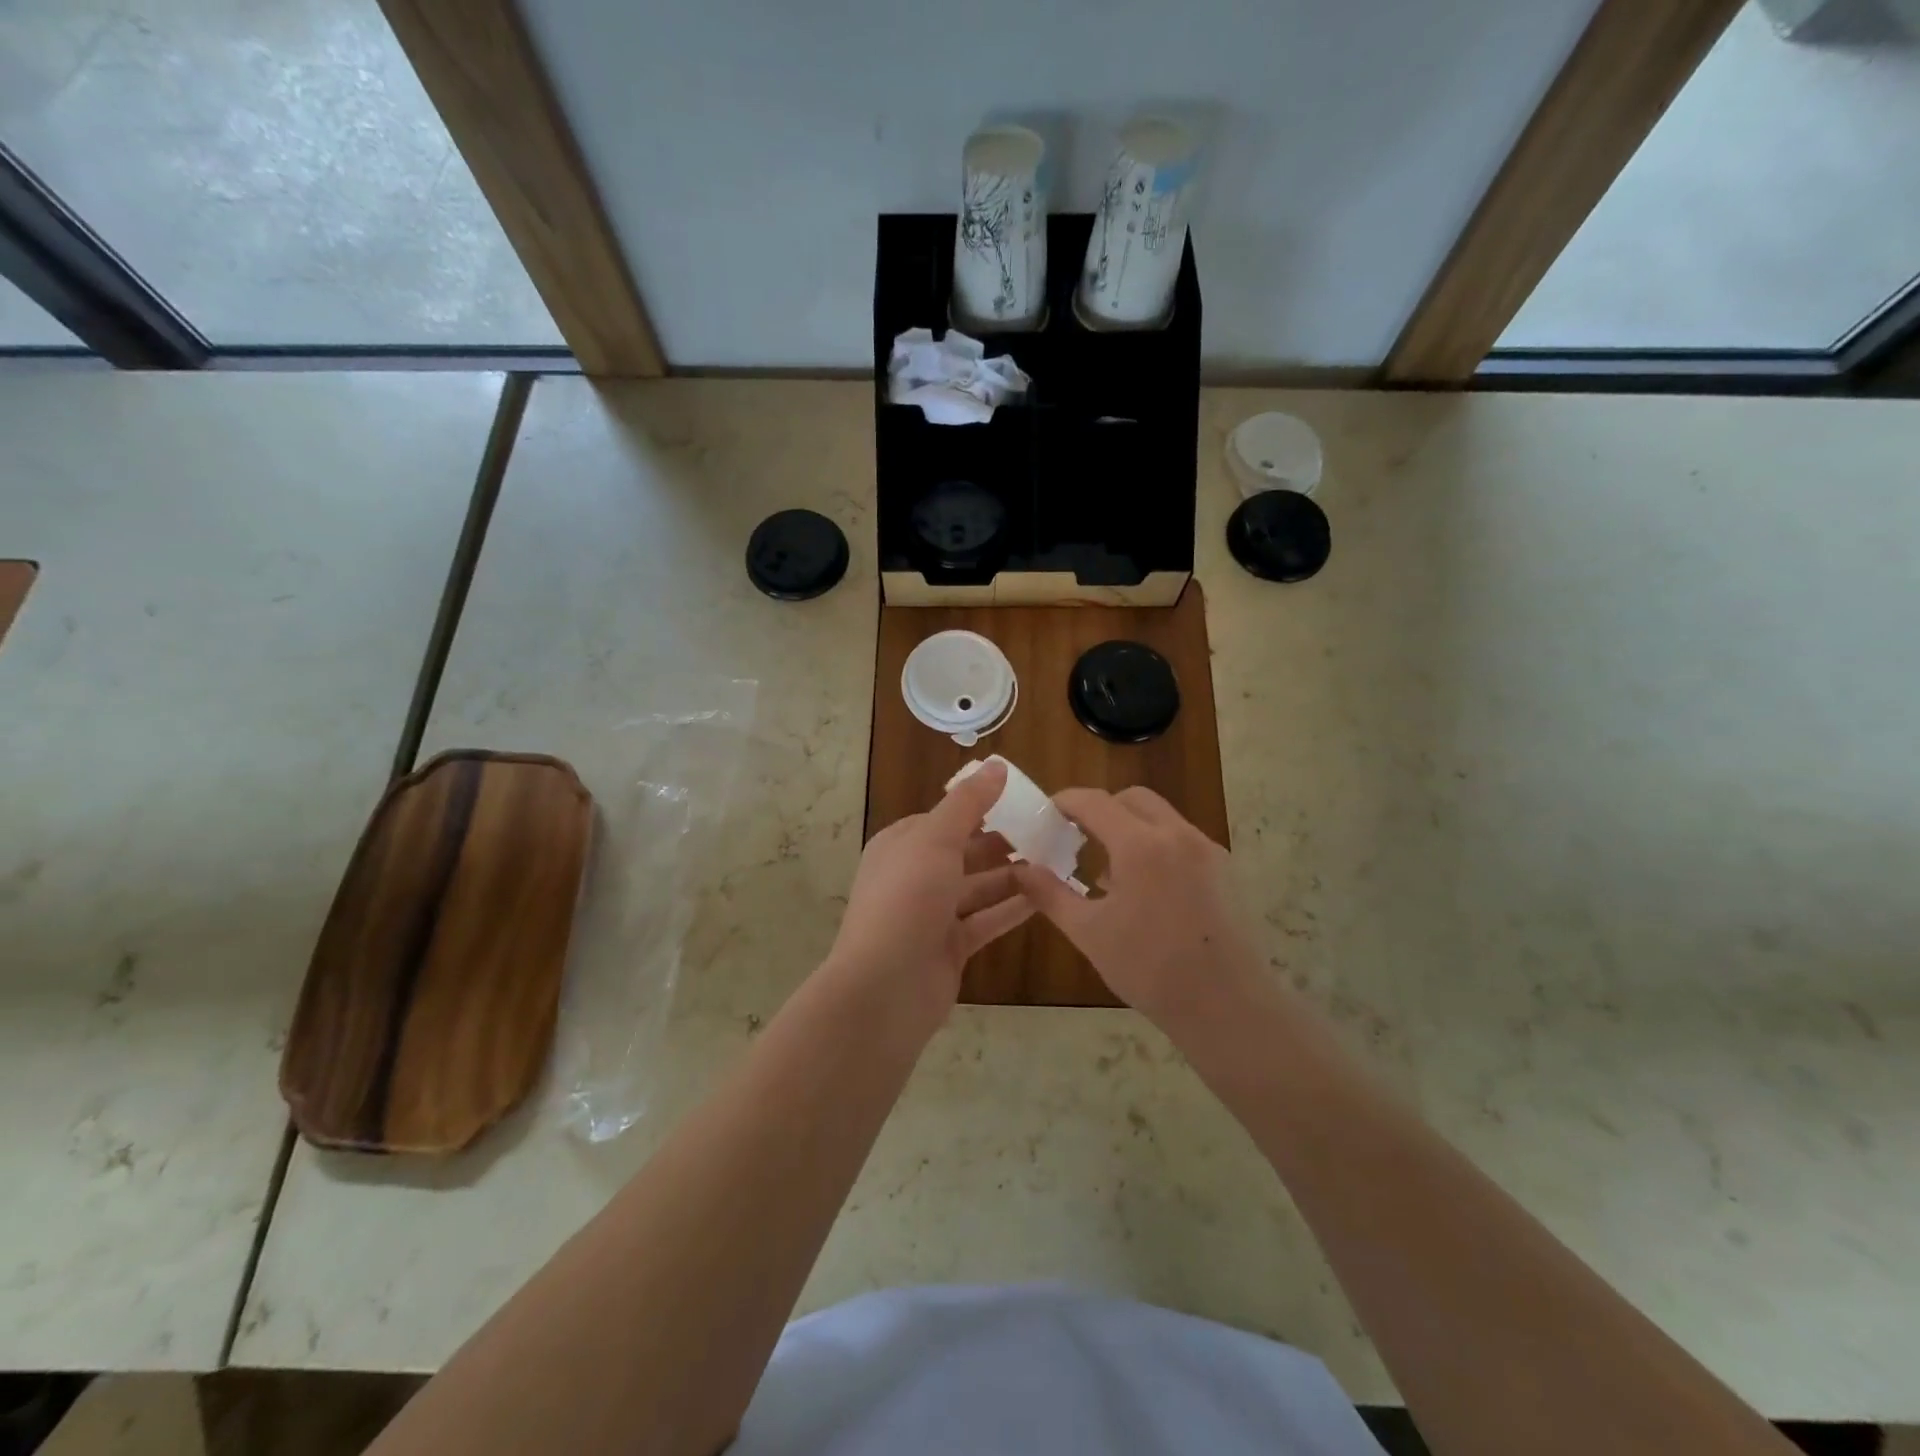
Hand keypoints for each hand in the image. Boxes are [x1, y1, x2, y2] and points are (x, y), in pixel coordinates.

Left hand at [824, 760, 1033, 1034]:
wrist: (885, 988)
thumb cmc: (906, 899)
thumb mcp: (936, 839)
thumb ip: (968, 802)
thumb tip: (997, 765)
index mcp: (902, 844)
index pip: (945, 817)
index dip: (980, 805)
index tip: (1023, 798)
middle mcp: (915, 876)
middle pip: (964, 851)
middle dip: (1002, 840)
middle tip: (1049, 830)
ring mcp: (932, 914)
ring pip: (979, 886)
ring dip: (1014, 874)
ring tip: (1057, 859)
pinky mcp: (951, 947)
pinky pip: (987, 919)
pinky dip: (1013, 908)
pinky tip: (1047, 896)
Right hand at [1011, 786, 1262, 1033]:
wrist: (1228, 1007)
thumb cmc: (1150, 970)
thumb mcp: (1089, 933)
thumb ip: (1050, 894)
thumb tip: (1021, 871)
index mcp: (1141, 845)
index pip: (1094, 802)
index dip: (1065, 802)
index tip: (1045, 814)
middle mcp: (1177, 835)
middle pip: (1132, 799)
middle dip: (1101, 809)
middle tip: (1076, 837)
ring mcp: (1207, 850)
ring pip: (1161, 817)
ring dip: (1130, 827)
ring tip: (1108, 871)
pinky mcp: (1225, 870)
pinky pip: (1181, 840)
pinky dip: (1156, 846)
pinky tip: (1145, 890)